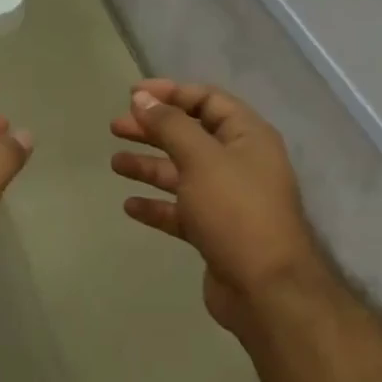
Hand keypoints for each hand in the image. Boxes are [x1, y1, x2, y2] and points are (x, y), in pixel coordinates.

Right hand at [111, 79, 327, 333]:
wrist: (266, 288)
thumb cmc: (236, 211)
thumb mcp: (201, 159)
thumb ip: (170, 125)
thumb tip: (143, 98)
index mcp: (247, 137)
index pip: (207, 101)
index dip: (171, 93)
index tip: (133, 95)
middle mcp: (239, 163)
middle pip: (191, 136)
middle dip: (153, 129)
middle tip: (116, 127)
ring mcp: (228, 200)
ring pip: (182, 174)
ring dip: (150, 166)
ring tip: (115, 164)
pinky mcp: (215, 231)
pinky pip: (181, 210)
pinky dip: (157, 206)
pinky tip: (130, 206)